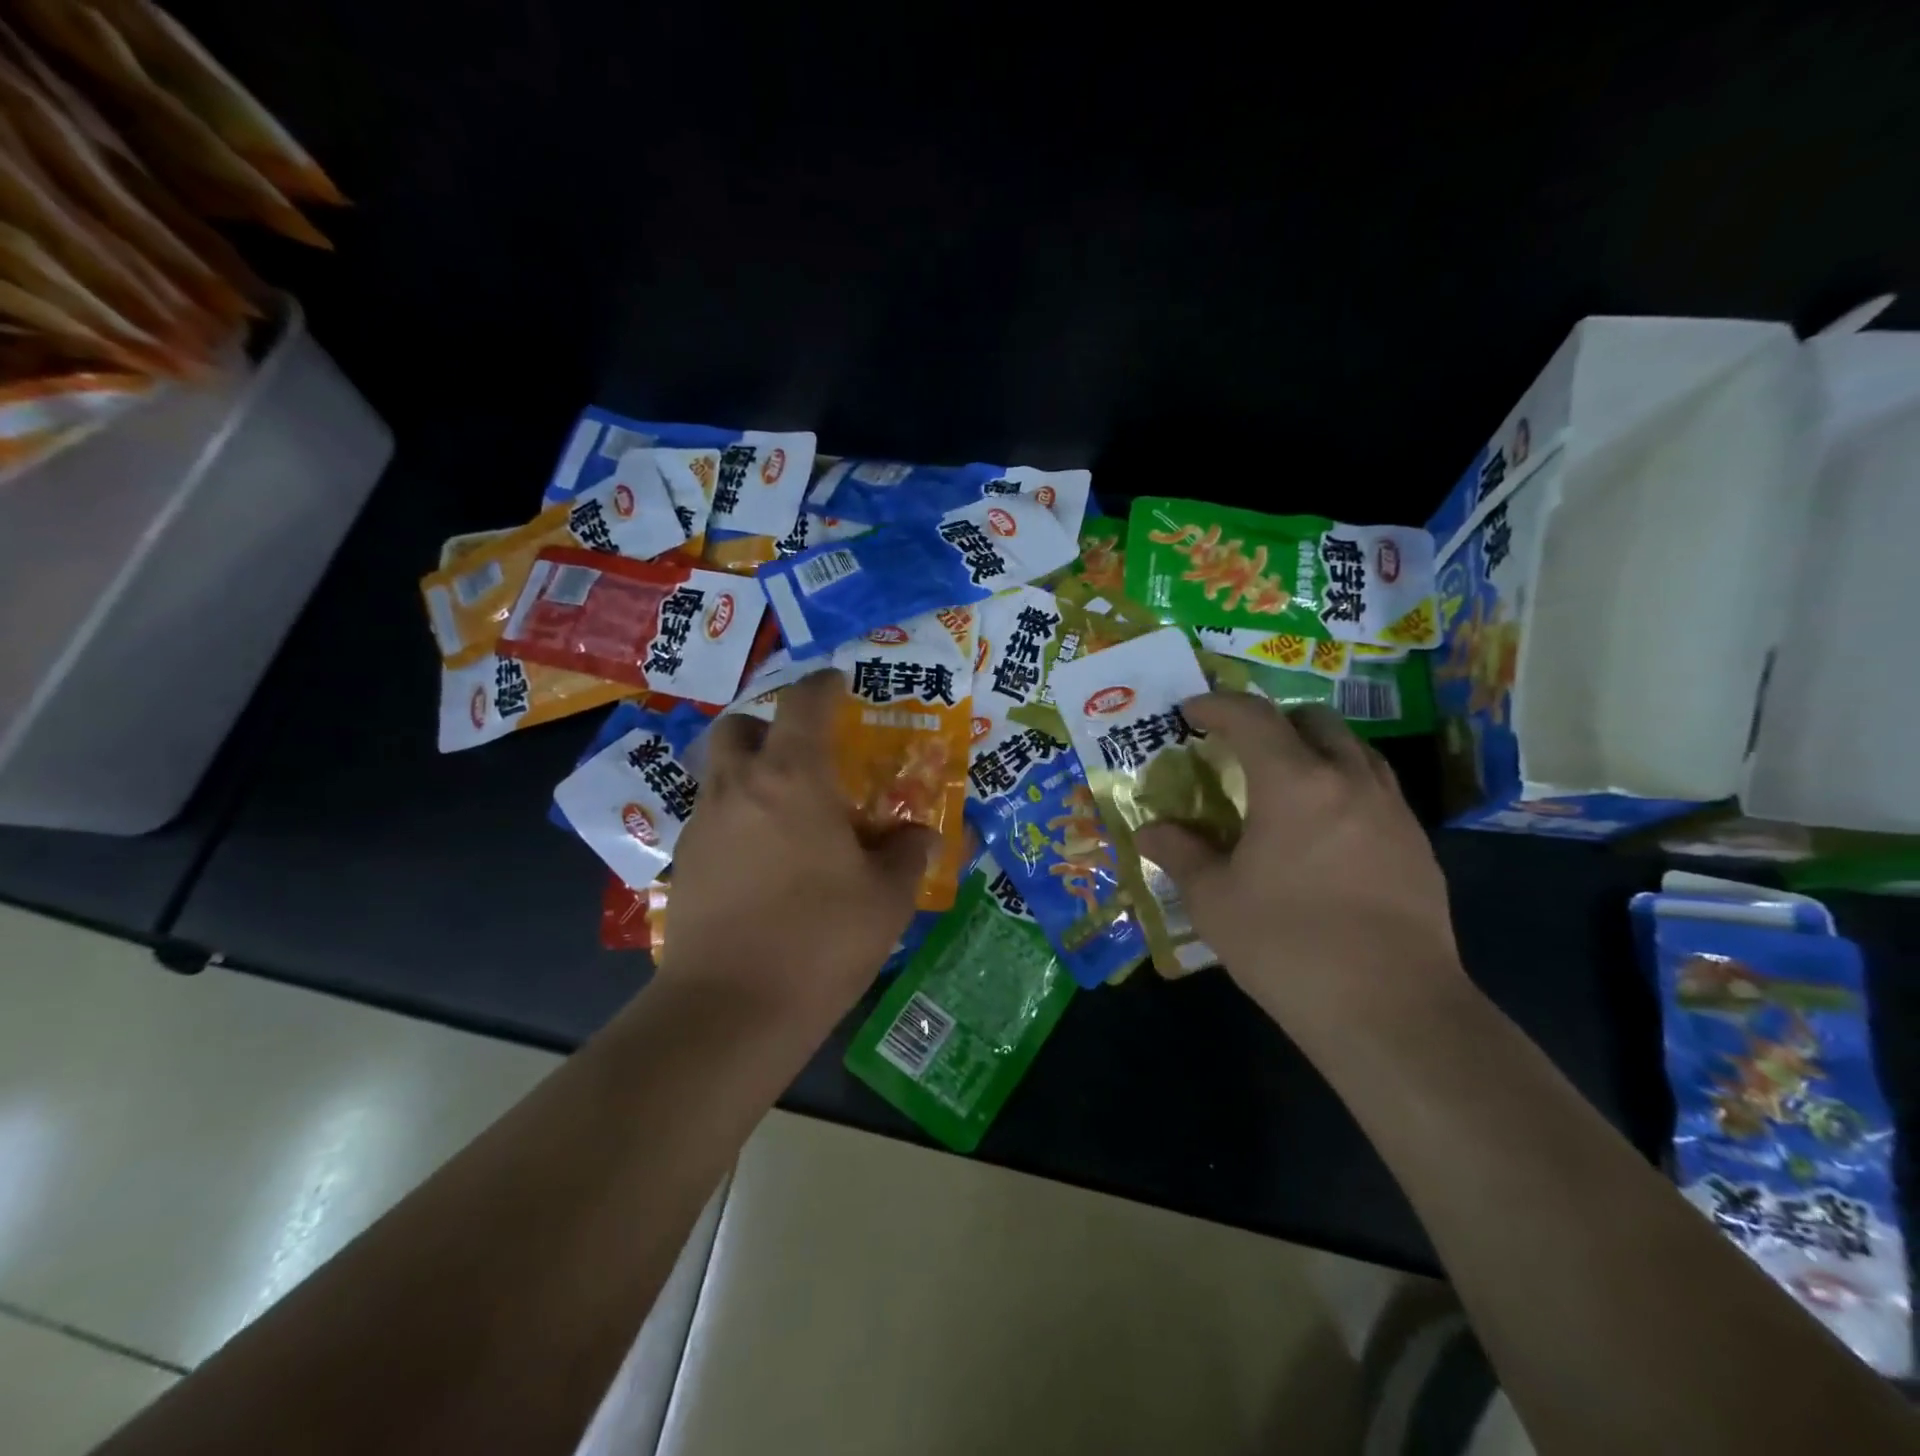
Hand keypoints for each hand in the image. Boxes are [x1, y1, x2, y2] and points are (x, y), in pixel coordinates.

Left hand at [661, 670, 935, 1029]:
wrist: (730, 1010)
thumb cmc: (820, 940)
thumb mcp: (887, 898)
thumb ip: (908, 854)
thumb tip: (919, 835)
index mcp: (793, 778)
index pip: (804, 702)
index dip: (823, 683)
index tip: (838, 682)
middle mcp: (739, 787)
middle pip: (740, 726)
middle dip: (769, 726)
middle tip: (803, 757)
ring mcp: (703, 825)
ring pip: (720, 772)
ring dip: (750, 773)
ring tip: (787, 814)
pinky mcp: (684, 863)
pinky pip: (711, 817)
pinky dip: (736, 818)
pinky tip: (762, 861)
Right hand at [1135, 696, 1470, 1043]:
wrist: (1392, 1011)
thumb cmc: (1288, 946)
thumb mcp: (1215, 901)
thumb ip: (1180, 854)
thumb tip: (1150, 831)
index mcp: (1295, 783)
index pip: (1253, 717)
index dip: (1217, 706)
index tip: (1191, 711)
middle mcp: (1350, 781)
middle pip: (1314, 720)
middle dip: (1272, 721)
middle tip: (1241, 747)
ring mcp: (1393, 812)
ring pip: (1354, 751)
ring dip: (1314, 750)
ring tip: (1284, 783)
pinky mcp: (1418, 846)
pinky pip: (1376, 790)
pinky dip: (1343, 787)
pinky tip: (1324, 833)